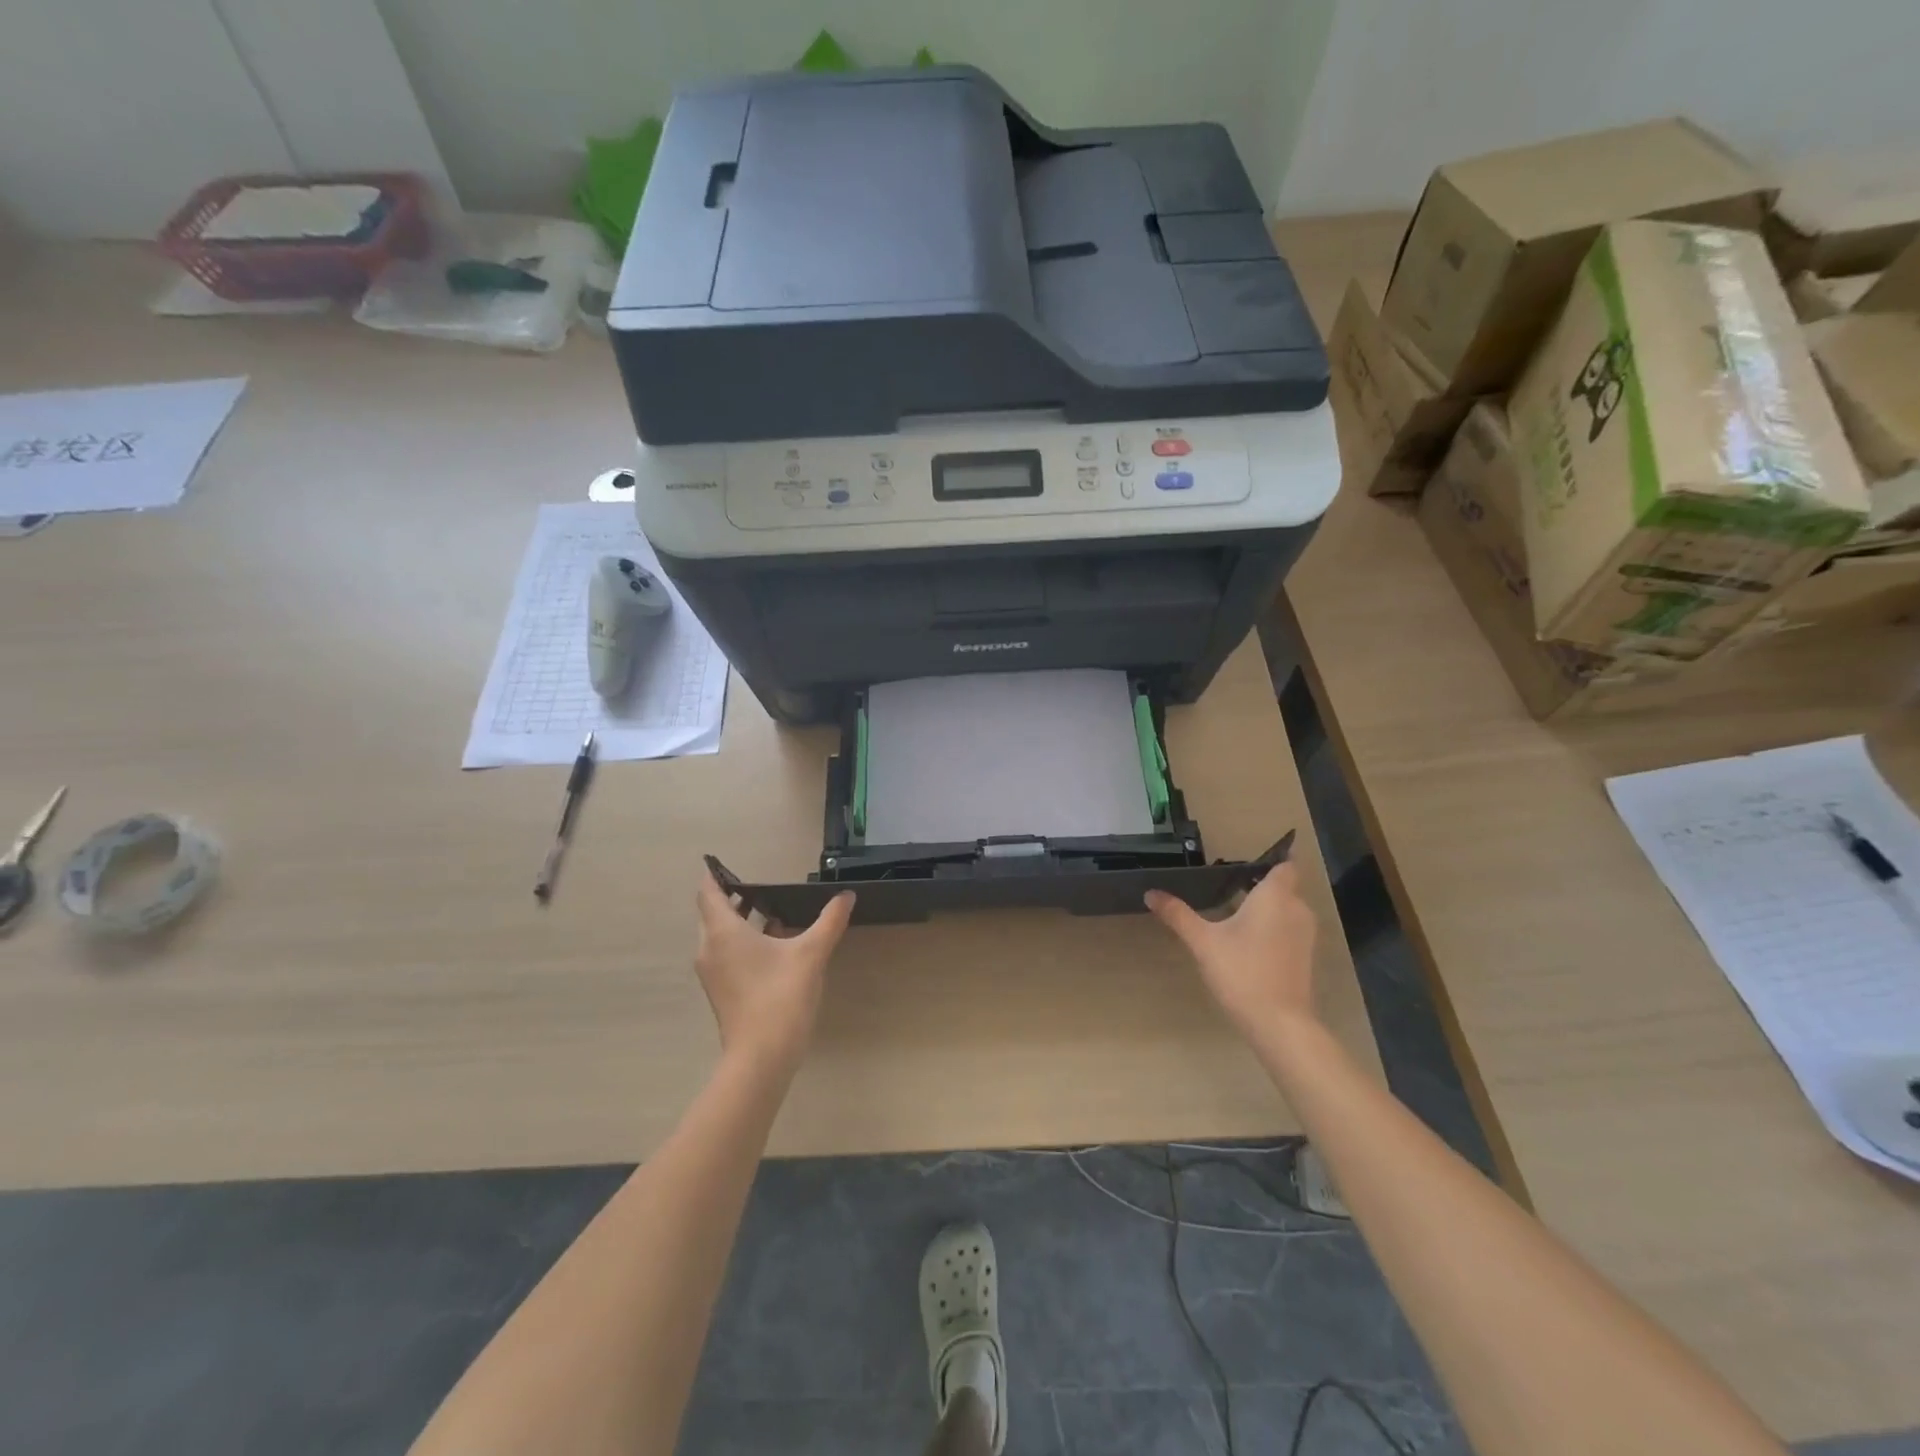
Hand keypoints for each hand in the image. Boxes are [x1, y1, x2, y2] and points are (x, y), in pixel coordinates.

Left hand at [694, 869, 854, 1079]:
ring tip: (771, 910)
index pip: (708, 893)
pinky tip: (773, 946)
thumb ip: (829, 921)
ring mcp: (714, 974)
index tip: (726, 864)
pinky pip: (726, 955)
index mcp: (723, 932)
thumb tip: (846, 896)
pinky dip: (743, 942)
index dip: (715, 876)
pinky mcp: (722, 992)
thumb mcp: (811, 954)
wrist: (761, 1058)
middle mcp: (710, 949)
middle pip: (712, 914)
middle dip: (732, 898)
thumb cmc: (780, 996)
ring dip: (739, 921)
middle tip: (760, 886)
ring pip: (719, 936)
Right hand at [1145, 863, 1318, 1042]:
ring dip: (1265, 909)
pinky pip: (1288, 929)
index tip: (1245, 864)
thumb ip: (1178, 914)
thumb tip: (1150, 893)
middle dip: (1259, 887)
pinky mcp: (1305, 956)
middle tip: (1226, 889)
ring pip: (1286, 909)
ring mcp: (1305, 935)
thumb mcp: (1203, 941)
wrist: (1279, 1023)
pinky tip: (1246, 942)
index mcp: (1275, 896)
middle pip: (1283, 887)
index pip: (1284, 865)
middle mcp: (1296, 909)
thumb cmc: (1242, 971)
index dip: (1270, 860)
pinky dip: (1271, 929)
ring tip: (1232, 914)